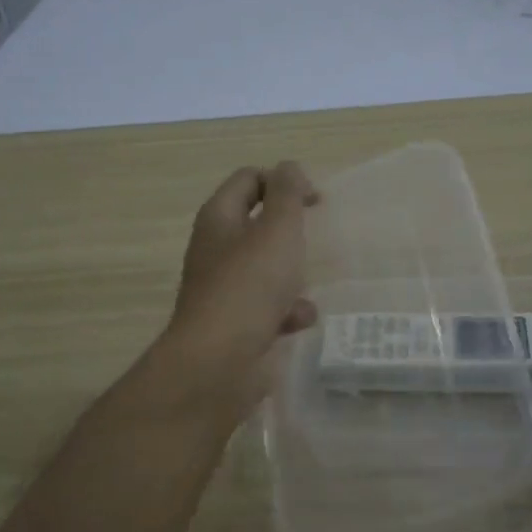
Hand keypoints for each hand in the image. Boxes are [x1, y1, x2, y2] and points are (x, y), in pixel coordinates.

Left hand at [152, 162, 318, 417]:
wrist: (218, 363)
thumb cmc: (250, 286)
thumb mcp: (277, 229)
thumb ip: (287, 193)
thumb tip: (289, 168)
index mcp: (219, 219)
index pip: (247, 179)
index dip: (282, 180)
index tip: (315, 201)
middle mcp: (215, 250)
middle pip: (255, 225)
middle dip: (288, 231)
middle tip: (314, 238)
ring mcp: (223, 290)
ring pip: (263, 269)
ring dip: (290, 274)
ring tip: (309, 283)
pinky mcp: (234, 325)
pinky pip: (266, 308)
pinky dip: (286, 310)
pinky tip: (302, 320)